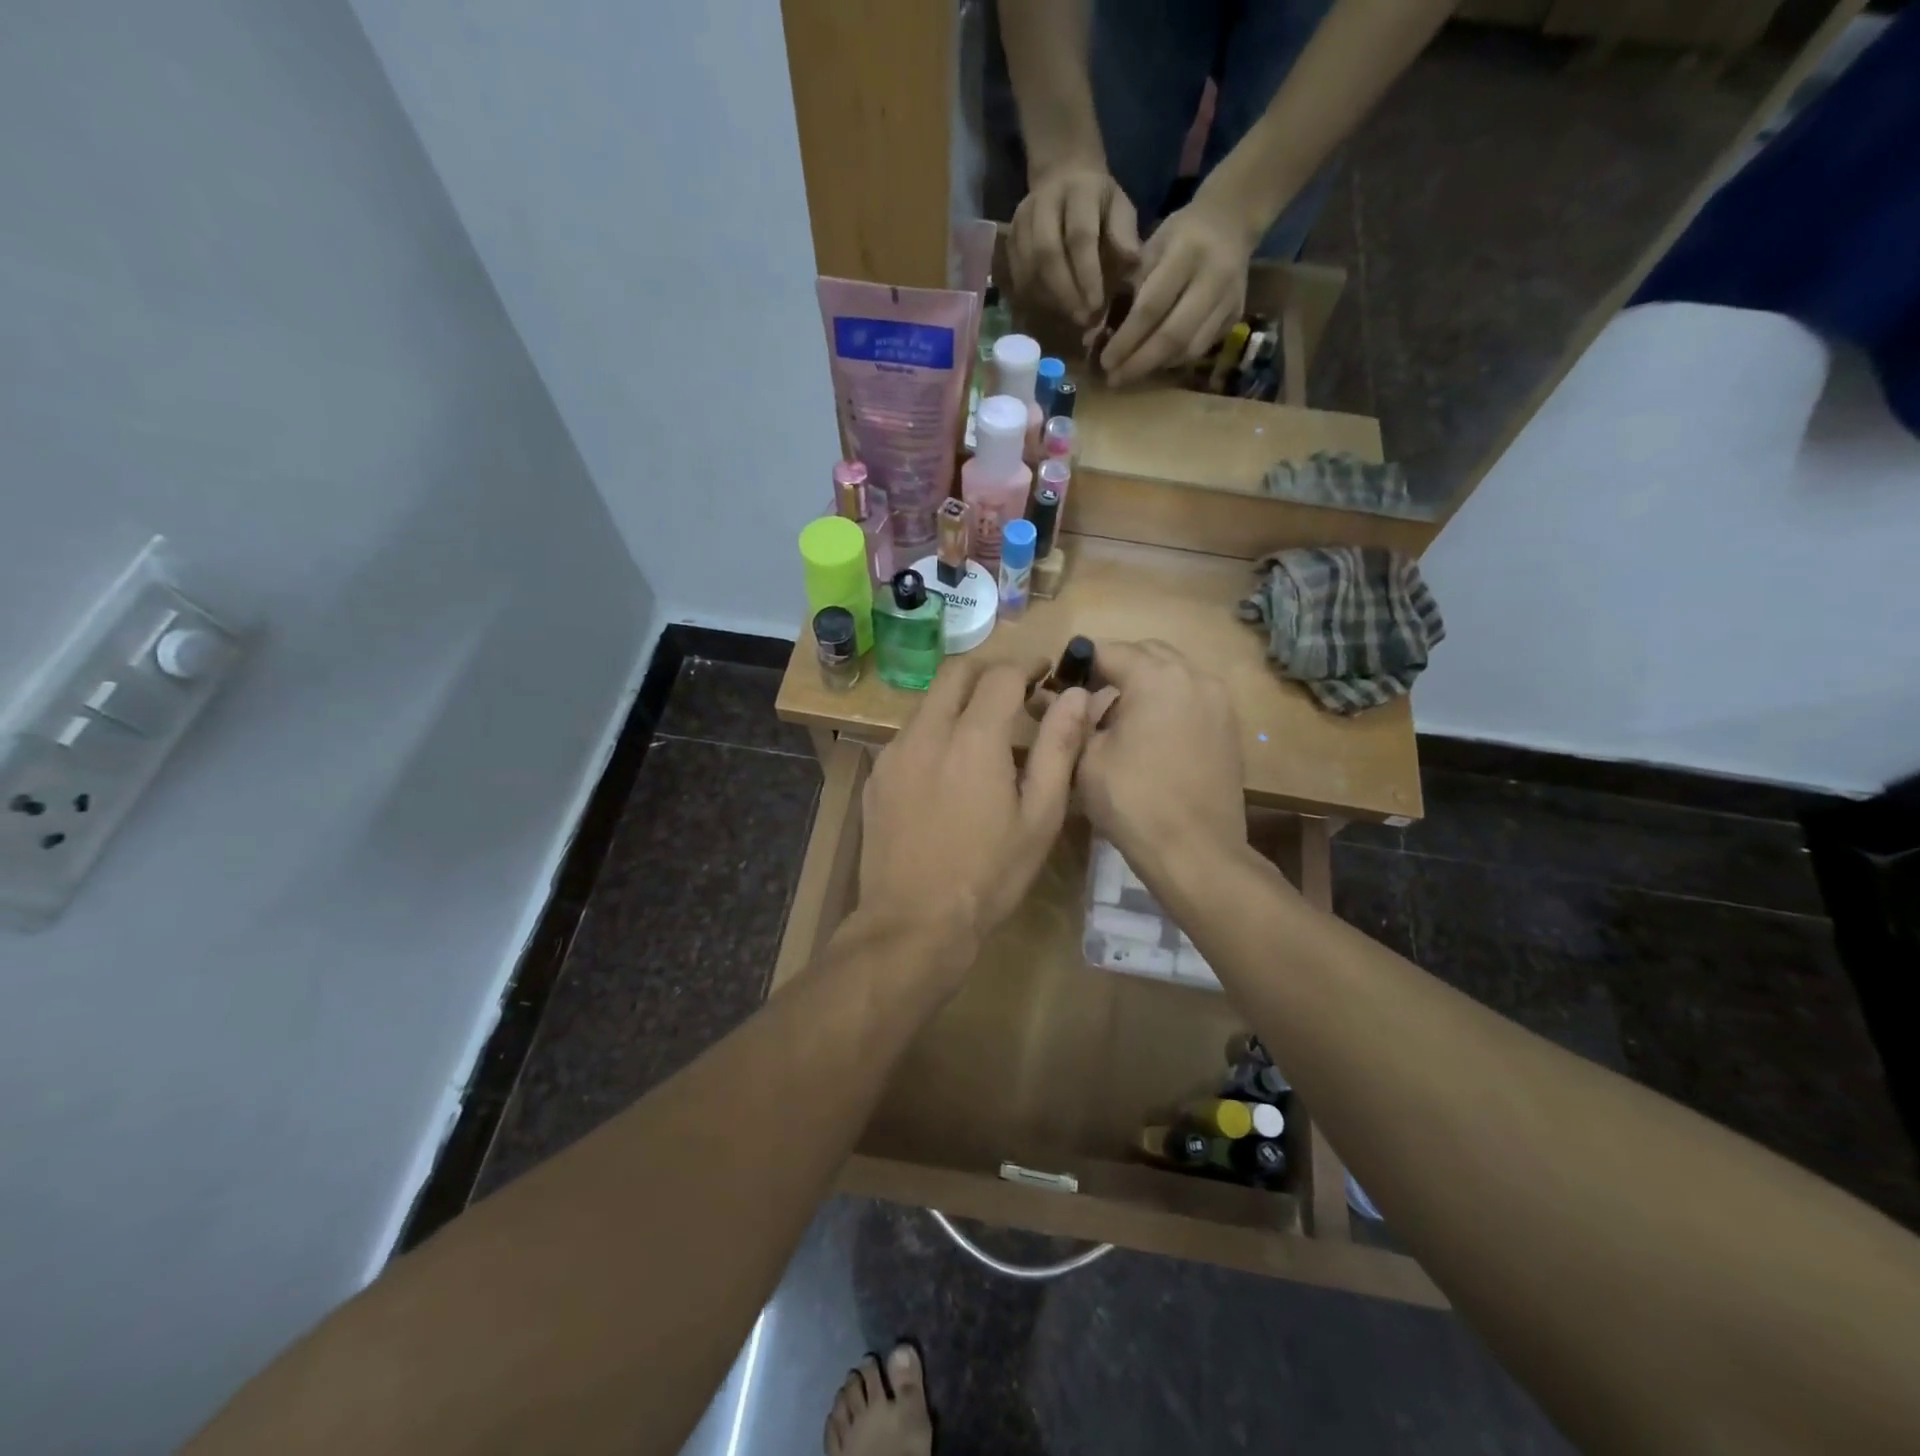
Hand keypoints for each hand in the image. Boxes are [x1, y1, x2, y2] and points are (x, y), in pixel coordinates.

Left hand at [857, 657, 1094, 989]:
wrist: (913, 923)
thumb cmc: (989, 875)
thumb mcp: (1040, 816)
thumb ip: (1059, 747)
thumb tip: (1076, 696)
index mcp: (973, 738)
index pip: (1001, 674)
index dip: (1028, 666)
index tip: (1046, 675)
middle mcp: (927, 732)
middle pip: (956, 671)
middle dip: (990, 669)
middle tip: (1016, 691)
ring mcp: (894, 752)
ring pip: (929, 701)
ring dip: (960, 700)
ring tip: (986, 734)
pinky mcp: (877, 775)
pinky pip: (909, 733)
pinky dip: (936, 730)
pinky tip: (949, 769)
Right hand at [1008, 163, 1141, 323]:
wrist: (1063, 178)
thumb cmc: (1099, 203)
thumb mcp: (1120, 208)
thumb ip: (1124, 235)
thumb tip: (1132, 264)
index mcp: (1079, 191)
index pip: (1080, 237)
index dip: (1087, 275)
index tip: (1096, 307)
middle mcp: (1044, 202)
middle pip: (1046, 254)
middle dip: (1065, 294)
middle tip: (1082, 321)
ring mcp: (1022, 220)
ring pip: (1029, 269)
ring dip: (1049, 301)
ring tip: (1069, 319)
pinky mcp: (1009, 239)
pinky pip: (1018, 277)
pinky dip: (1034, 299)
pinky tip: (1052, 311)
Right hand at [1073, 641, 1246, 884]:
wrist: (1196, 851)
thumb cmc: (1133, 802)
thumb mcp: (1087, 758)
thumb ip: (1074, 718)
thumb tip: (1060, 697)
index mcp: (1156, 677)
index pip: (1108, 650)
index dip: (1079, 664)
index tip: (1060, 686)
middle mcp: (1194, 676)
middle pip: (1146, 654)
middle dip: (1115, 669)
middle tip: (1089, 702)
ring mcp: (1218, 701)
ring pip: (1173, 674)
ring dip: (1144, 685)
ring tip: (1120, 721)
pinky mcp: (1230, 727)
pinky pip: (1191, 698)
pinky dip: (1168, 704)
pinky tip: (1150, 737)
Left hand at [1097, 195, 1253, 386]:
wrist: (1232, 222)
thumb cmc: (1179, 236)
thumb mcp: (1148, 250)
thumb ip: (1125, 292)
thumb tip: (1094, 338)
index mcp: (1186, 253)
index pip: (1151, 308)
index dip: (1126, 340)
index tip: (1105, 361)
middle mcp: (1212, 278)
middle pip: (1173, 335)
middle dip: (1139, 363)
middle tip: (1114, 379)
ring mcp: (1228, 300)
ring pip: (1189, 348)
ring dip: (1156, 366)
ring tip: (1131, 374)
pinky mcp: (1236, 316)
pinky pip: (1201, 348)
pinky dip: (1174, 360)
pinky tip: (1155, 362)